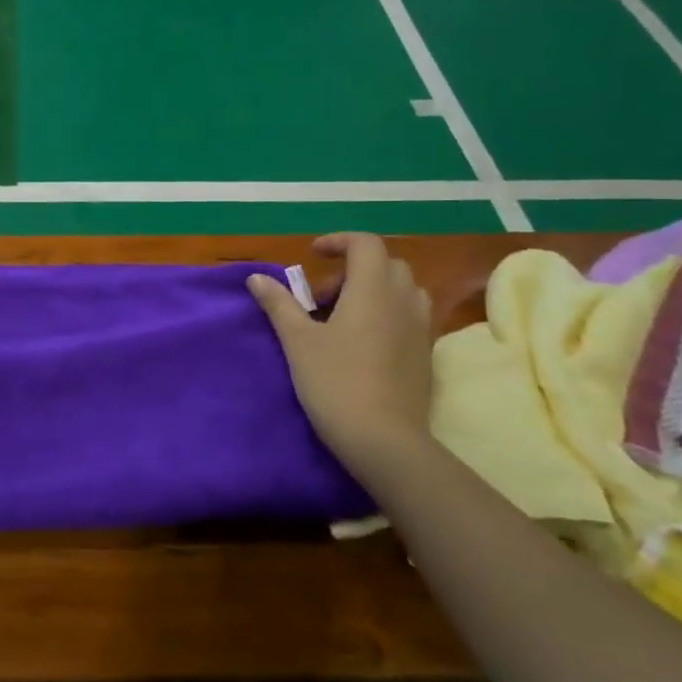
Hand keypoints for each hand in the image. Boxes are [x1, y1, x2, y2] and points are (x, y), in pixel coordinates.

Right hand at [248, 233, 433, 469]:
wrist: (384, 440)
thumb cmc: (335, 382)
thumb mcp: (297, 341)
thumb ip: (279, 304)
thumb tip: (256, 277)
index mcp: (373, 290)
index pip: (365, 244)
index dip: (338, 241)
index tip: (312, 255)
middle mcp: (404, 301)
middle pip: (385, 265)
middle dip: (351, 271)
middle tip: (320, 298)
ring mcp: (420, 328)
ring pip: (400, 291)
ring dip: (371, 292)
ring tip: (340, 320)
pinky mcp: (425, 354)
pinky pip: (408, 316)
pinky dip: (384, 314)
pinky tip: (359, 345)